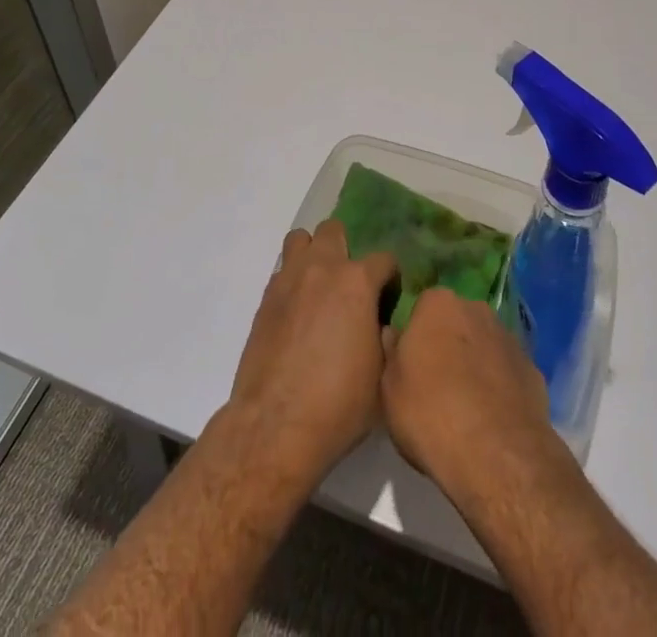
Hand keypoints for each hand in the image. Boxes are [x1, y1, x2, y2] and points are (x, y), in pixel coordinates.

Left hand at [225, 220, 397, 483]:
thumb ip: (385, 336)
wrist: (276, 426)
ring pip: (301, 240)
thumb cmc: (339, 404)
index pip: (384, 259)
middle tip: (350, 285)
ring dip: (313, 254)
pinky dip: (293, 281)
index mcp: (357, 282)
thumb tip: (381, 325)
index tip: (389, 299)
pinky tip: (298, 312)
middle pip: (334, 230)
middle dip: (346, 249)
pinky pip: (282, 271)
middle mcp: (322, 268)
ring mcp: (289, 279)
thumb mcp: (382, 374)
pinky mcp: (265, 298)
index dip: (390, 278)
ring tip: (319, 287)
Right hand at [381, 285, 560, 505]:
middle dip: (448, 344)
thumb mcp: (389, 388)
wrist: (496, 454)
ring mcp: (509, 338)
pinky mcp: (533, 370)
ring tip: (465, 406)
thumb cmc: (430, 413)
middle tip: (436, 383)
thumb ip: (392, 352)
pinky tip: (491, 419)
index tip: (411, 363)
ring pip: (484, 345)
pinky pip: (507, 372)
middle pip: (456, 322)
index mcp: (439, 304)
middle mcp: (476, 309)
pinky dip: (499, 387)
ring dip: (475, 364)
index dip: (416, 335)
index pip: (422, 307)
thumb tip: (395, 334)